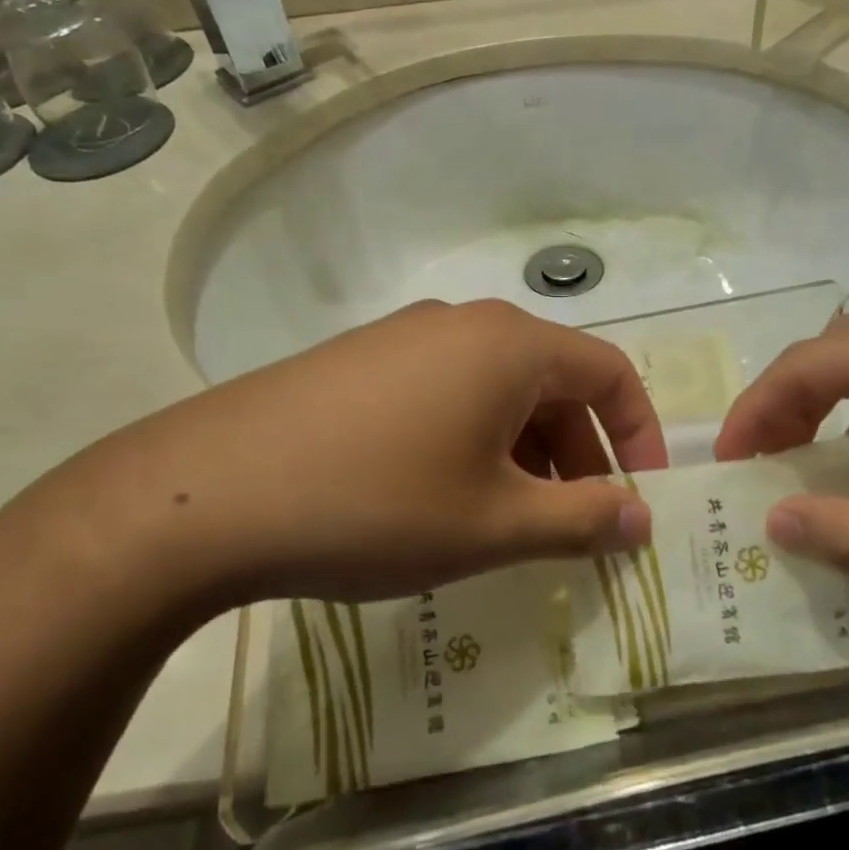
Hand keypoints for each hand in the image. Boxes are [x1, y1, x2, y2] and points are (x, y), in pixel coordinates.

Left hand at [38, 300, 664, 610]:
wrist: (206, 494)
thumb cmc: (377, 504)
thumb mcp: (494, 525)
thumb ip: (582, 520)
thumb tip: (642, 518)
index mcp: (510, 344)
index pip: (609, 373)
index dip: (639, 435)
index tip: (642, 497)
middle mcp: (462, 323)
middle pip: (552, 381)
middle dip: (579, 454)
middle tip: (577, 526)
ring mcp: (404, 338)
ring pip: (496, 391)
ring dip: (524, 452)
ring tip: (511, 521)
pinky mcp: (360, 363)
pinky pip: (445, 394)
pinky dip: (471, 442)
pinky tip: (442, 498)